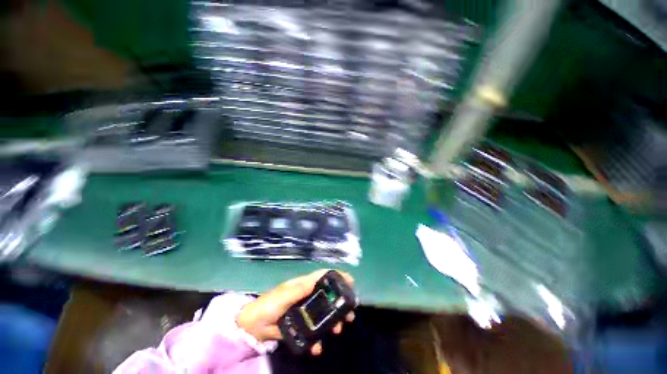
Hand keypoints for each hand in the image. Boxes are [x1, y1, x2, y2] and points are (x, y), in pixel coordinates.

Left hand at [237, 269, 354, 354]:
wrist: (253, 326)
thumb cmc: (269, 304)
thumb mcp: (284, 295)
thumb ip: (299, 289)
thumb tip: (316, 281)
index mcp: (304, 285)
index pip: (323, 277)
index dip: (337, 276)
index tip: (350, 281)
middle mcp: (307, 296)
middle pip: (328, 296)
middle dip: (340, 303)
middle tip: (349, 313)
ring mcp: (305, 311)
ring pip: (324, 314)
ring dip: (333, 321)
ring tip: (338, 329)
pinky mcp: (301, 326)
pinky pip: (313, 332)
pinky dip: (317, 340)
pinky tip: (318, 347)